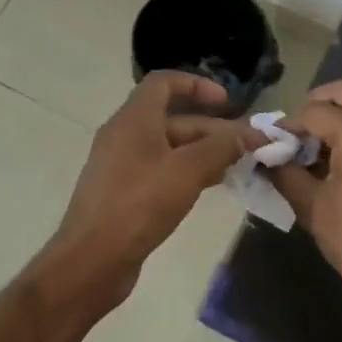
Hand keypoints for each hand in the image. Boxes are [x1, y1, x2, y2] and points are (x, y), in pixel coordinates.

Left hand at [45, 71, 264, 305]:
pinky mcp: (124, 192)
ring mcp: (122, 165)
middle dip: (212, 128)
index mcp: (134, 119)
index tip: (227, 102)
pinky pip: (161, 170)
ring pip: (169, 147)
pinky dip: (187, 172)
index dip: (197, 85)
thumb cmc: (139, 205)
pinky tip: (212, 186)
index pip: (163, 82)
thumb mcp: (187, 171)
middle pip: (173, 118)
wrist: (93, 259)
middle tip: (249, 146)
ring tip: (239, 166)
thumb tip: (244, 136)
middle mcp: (125, 135)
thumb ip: (219, 148)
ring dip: (204, 152)